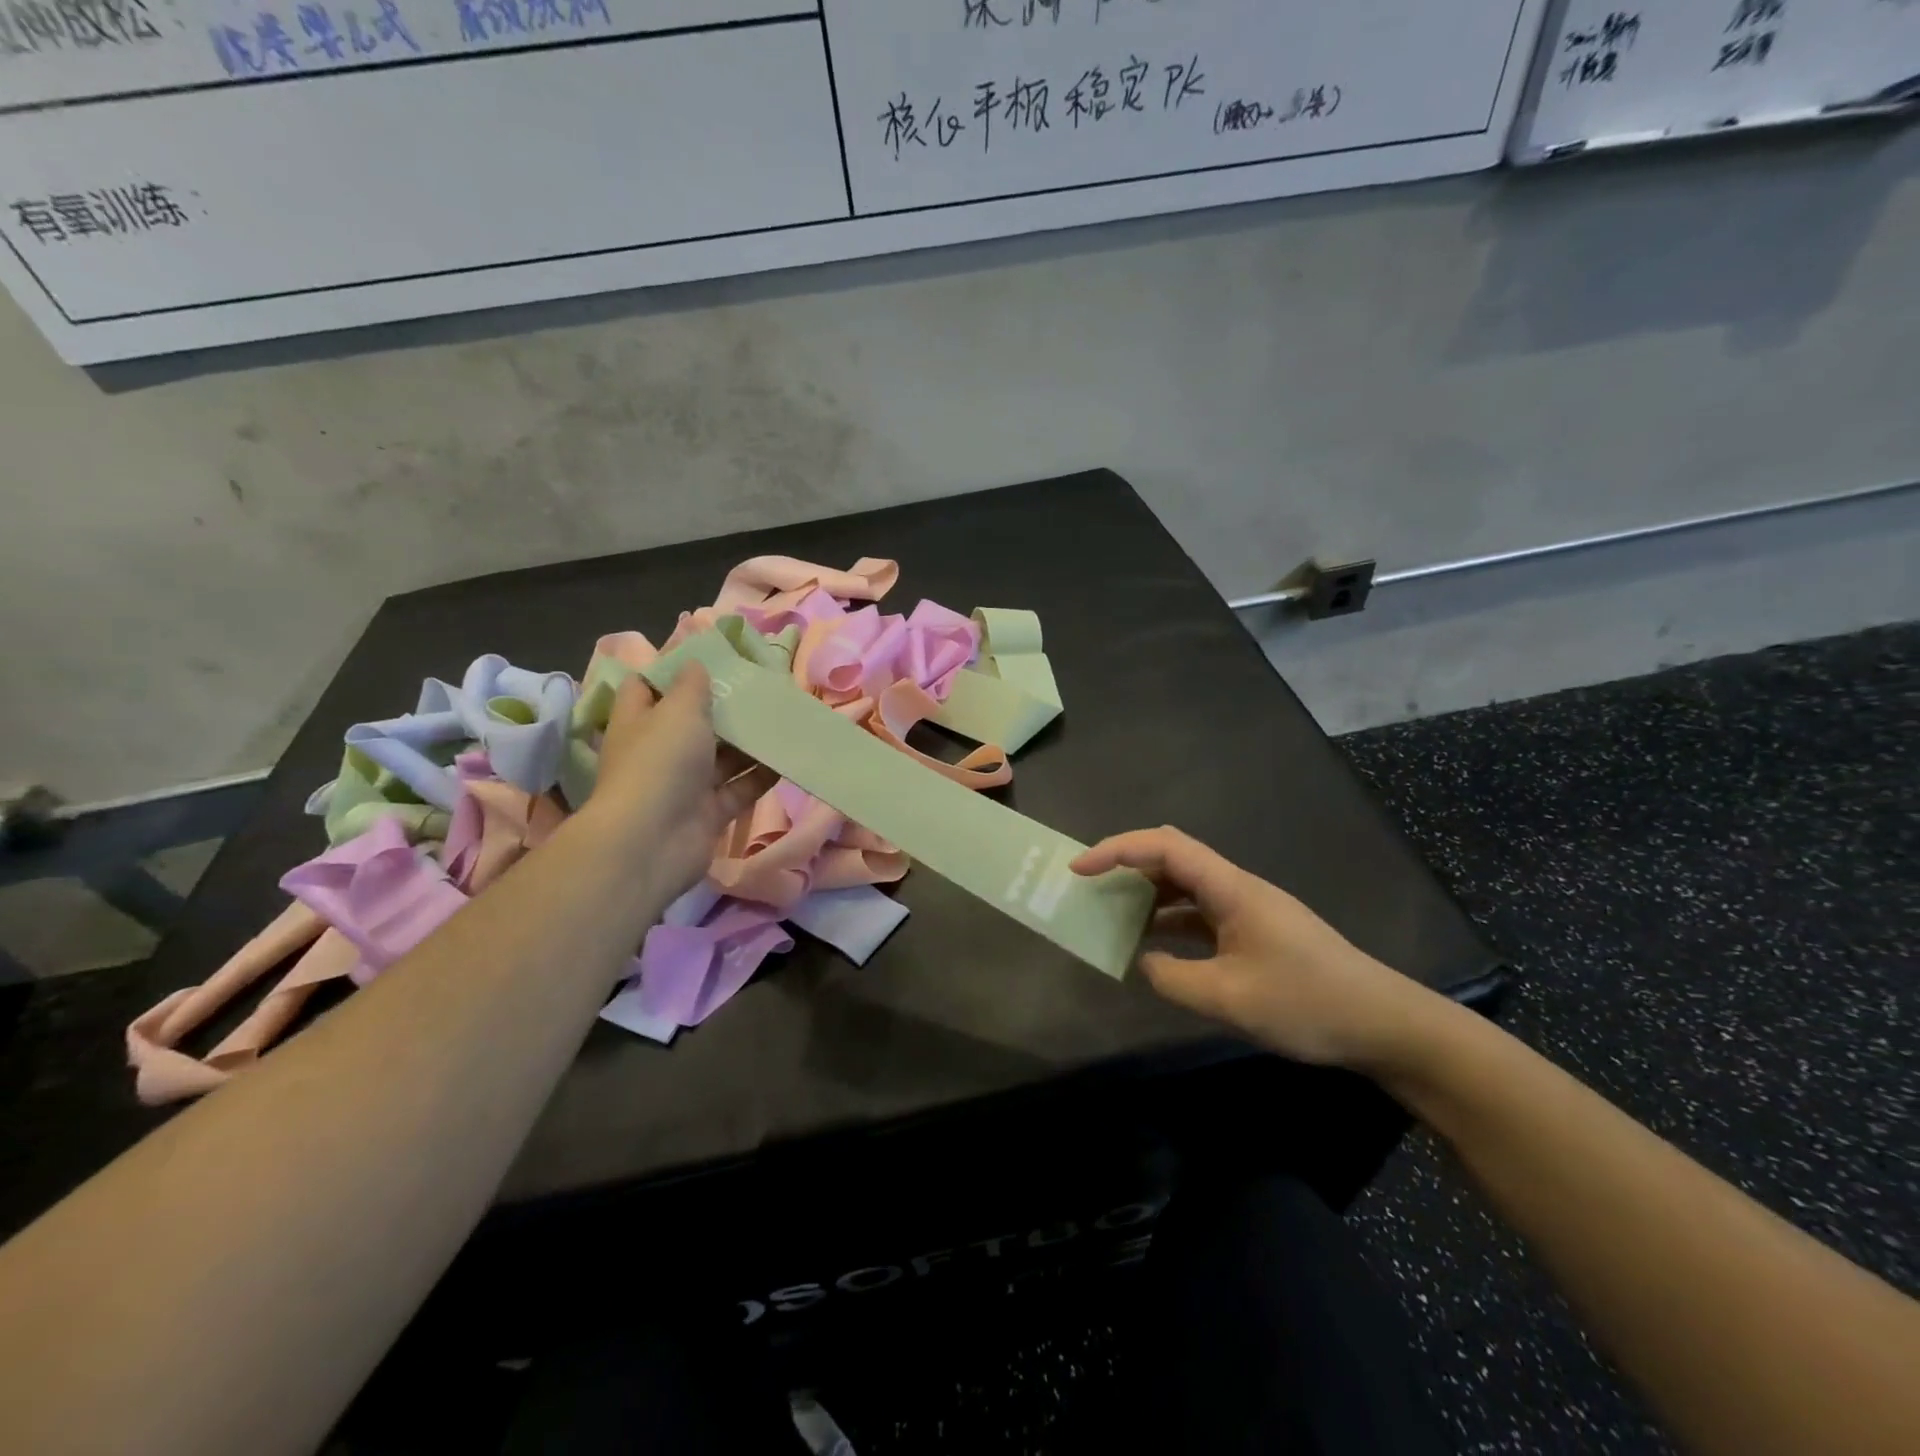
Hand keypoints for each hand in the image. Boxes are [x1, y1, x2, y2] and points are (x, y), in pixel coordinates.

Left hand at [582, 666, 776, 899]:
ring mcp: (685, 784)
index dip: (674, 671)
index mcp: (640, 721)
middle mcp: (660, 751)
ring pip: (722, 756)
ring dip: (749, 741)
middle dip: (725, 706)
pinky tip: (788, 756)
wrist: (652, 842)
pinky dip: (762, 774)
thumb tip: (696, 664)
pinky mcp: (709, 812)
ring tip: (785, 718)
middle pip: (693, 722)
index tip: (711, 658)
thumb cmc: (660, 763)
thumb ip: (691, 685)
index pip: (648, 687)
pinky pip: (740, 788)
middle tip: (762, 686)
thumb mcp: (677, 711)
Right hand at [1072, 827, 1435, 1069]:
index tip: (1079, 870)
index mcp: (1231, 888)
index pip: (1165, 847)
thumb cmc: (1307, 1003)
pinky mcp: (1254, 932)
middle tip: (1088, 886)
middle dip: (1126, 864)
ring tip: (1110, 913)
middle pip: (1172, 857)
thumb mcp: (1229, 999)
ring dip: (1146, 894)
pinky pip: (1200, 913)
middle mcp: (1236, 888)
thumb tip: (1145, 962)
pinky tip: (1153, 944)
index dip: (1117, 850)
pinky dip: (1170, 921)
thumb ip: (1172, 978)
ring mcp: (1247, 909)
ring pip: (1184, 885)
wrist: (1384, 1024)